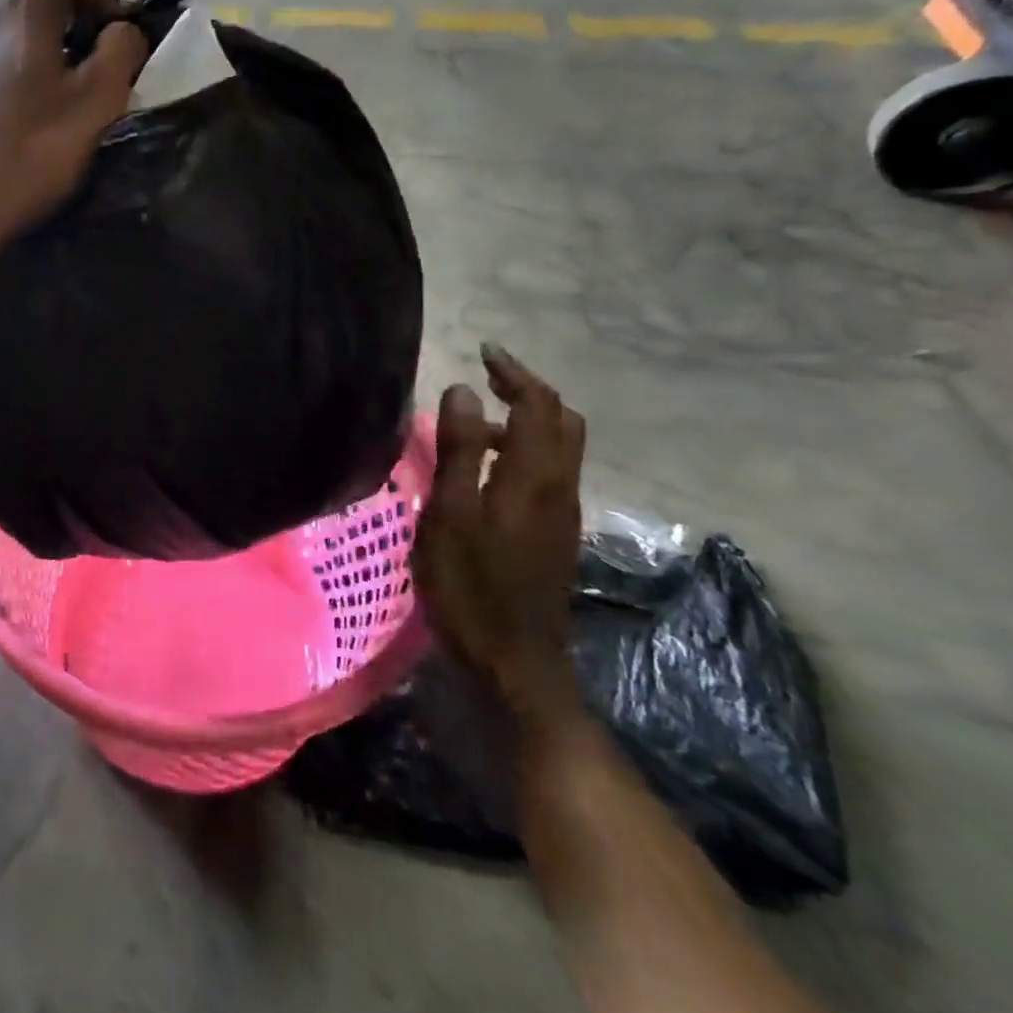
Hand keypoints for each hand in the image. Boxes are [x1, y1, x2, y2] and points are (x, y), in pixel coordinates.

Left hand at [0, 0, 148, 238]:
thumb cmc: (36, 148)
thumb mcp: (98, 98)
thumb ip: (122, 50)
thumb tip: (122, 32)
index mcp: (26, 12)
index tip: (114, 39)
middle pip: (42, 1)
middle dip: (78, 27)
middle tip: (98, 75)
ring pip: (18, 38)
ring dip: (50, 57)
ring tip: (65, 105)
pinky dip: (21, 81)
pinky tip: (28, 124)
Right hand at [412, 344, 587, 726]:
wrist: (514, 662)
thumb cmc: (471, 585)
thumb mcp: (450, 513)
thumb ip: (460, 449)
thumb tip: (465, 390)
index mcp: (534, 476)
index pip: (538, 405)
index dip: (514, 373)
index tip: (484, 351)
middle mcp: (560, 487)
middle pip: (562, 421)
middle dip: (529, 391)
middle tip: (488, 379)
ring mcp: (562, 513)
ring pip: (559, 448)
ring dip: (526, 422)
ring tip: (475, 423)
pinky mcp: (554, 534)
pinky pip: (549, 473)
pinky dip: (524, 450)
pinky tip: (486, 469)